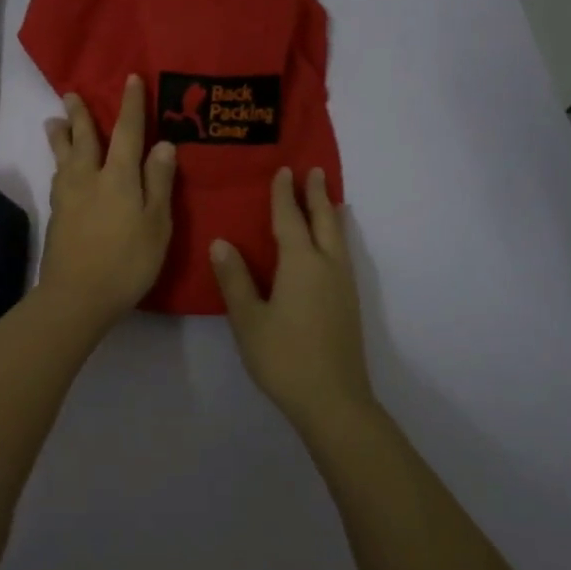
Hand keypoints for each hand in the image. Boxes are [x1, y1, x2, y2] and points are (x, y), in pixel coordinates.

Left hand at [39, 75, 177, 333]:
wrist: (77, 295)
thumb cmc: (127, 261)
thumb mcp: (157, 223)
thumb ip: (158, 182)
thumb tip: (163, 144)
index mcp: (118, 176)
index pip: (127, 131)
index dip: (131, 105)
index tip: (131, 79)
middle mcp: (88, 178)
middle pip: (83, 139)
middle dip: (80, 115)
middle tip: (70, 94)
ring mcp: (68, 197)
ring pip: (63, 157)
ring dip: (60, 136)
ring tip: (53, 121)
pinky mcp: (57, 216)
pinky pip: (58, 178)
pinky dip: (58, 164)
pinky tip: (59, 169)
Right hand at [210, 167, 375, 430]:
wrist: (333, 400)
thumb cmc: (283, 357)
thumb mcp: (248, 319)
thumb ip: (235, 279)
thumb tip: (221, 242)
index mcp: (301, 264)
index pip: (289, 219)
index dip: (284, 194)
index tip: (283, 170)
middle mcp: (327, 266)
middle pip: (324, 221)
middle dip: (317, 194)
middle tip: (314, 170)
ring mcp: (343, 285)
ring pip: (338, 237)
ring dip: (330, 213)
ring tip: (328, 198)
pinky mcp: (349, 303)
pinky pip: (343, 254)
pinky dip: (337, 236)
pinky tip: (332, 246)